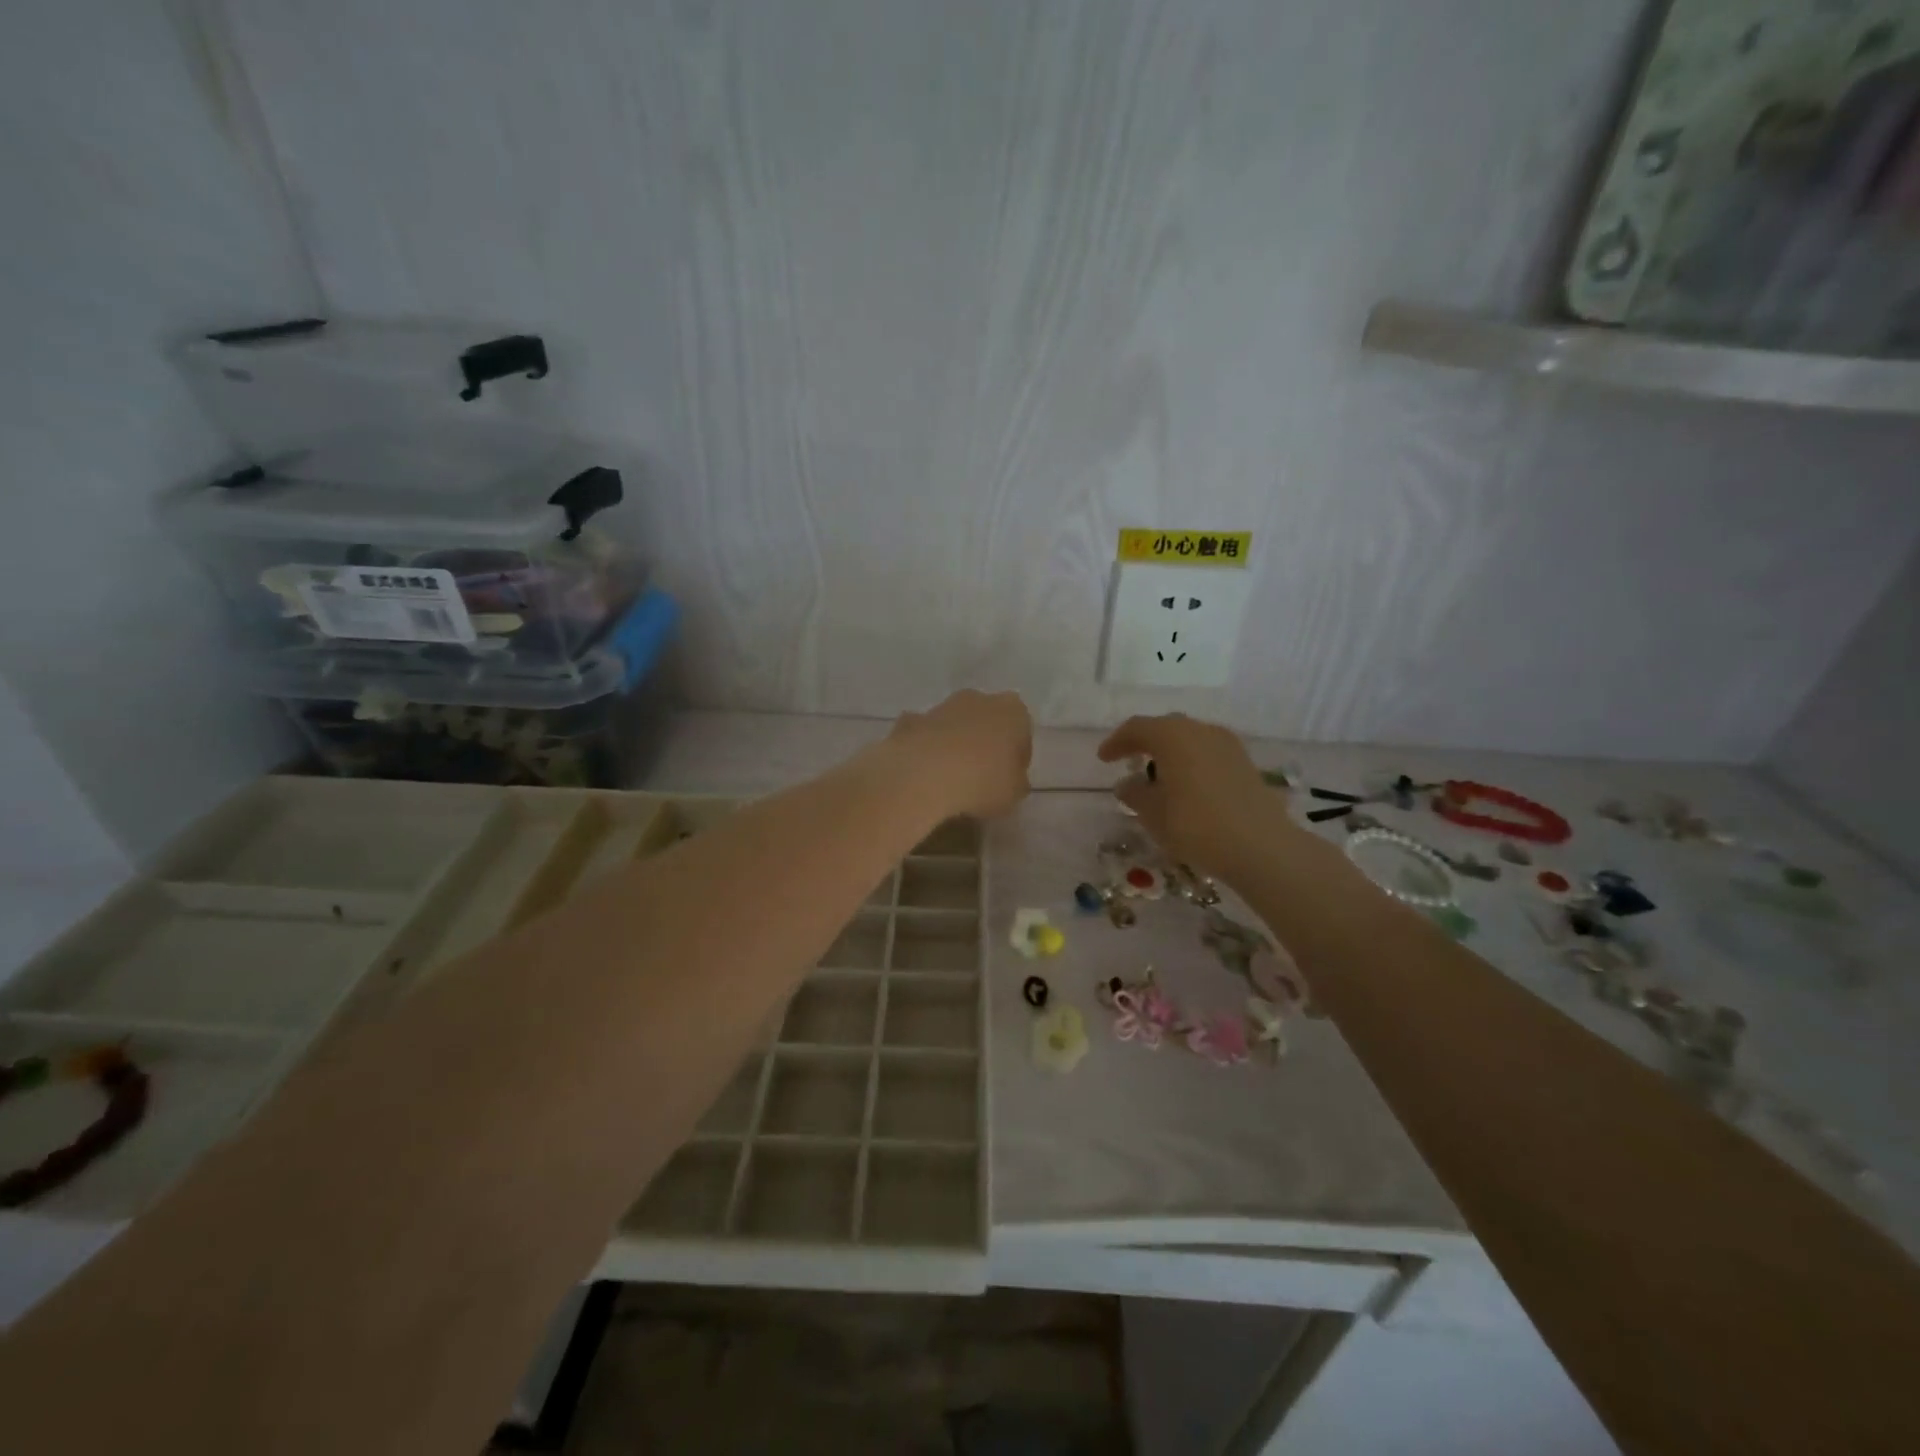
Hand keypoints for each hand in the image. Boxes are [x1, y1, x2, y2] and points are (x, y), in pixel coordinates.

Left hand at [890, 690, 1032, 818]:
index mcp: (1012, 712)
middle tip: (981, 776)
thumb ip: (1016, 781)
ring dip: (953, 743)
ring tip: (949, 778)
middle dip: (984, 742)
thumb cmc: (982, 783)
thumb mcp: (1014, 794)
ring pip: (953, 723)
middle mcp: (978, 699)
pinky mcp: (910, 721)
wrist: (922, 778)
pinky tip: (921, 772)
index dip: (1017, 756)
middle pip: (986, 720)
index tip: (1010, 778)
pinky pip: (923, 733)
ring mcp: (940, 707)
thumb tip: (1009, 779)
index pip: (1021, 731)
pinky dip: (923, 747)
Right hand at [1097, 713, 1290, 874]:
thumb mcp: (1153, 814)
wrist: (1260, 846)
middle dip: (1145, 742)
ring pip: (1190, 739)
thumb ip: (1134, 794)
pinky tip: (1187, 786)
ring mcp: (1227, 745)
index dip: (1117, 742)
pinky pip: (1208, 753)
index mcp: (1172, 736)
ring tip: (1159, 776)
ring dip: (1171, 752)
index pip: (1137, 728)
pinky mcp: (1245, 763)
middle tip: (1129, 760)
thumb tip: (1127, 784)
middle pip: (1166, 728)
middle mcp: (1200, 730)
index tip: (1104, 759)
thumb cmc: (1195, 825)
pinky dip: (1191, 763)